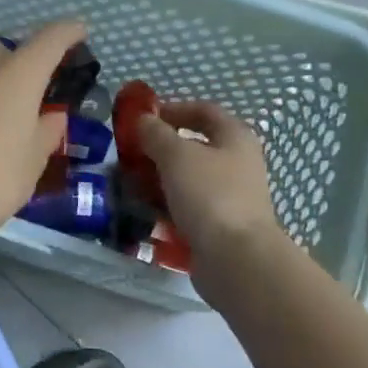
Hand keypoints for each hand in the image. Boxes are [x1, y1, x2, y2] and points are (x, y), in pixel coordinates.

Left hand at [0, 21, 84, 249]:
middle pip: (5, 49)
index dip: (68, 33)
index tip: (80, 33)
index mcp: (17, 74)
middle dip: (21, 61)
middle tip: (33, 91)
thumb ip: (47, 131)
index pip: (50, 39)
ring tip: (2, 116)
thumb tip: (51, 117)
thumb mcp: (34, 160)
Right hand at [136, 101, 286, 271]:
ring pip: (188, 180)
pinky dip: (167, 206)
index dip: (173, 109)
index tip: (142, 119)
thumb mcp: (176, 156)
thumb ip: (156, 134)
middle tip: (130, 155)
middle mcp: (237, 163)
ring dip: (160, 179)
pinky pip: (188, 208)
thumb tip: (143, 120)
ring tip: (131, 185)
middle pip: (195, 147)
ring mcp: (230, 196)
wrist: (235, 257)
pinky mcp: (219, 225)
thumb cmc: (209, 195)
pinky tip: (146, 212)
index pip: (203, 111)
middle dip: (160, 149)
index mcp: (235, 138)